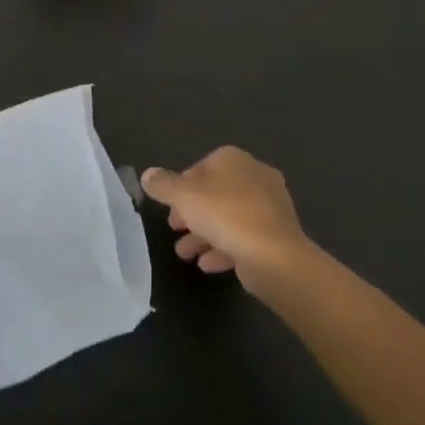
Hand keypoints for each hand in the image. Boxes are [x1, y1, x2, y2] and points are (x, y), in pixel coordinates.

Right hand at [141, 146, 315, 294]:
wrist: (274, 255)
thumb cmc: (225, 215)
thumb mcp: (183, 196)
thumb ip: (163, 185)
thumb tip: (148, 174)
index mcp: (234, 160)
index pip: (201, 167)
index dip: (181, 187)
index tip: (168, 206)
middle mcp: (255, 176)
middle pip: (214, 193)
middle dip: (191, 214)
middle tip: (174, 229)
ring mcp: (269, 206)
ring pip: (228, 218)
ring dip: (204, 235)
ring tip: (185, 254)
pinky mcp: (276, 234)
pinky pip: (244, 237)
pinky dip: (224, 248)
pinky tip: (207, 264)